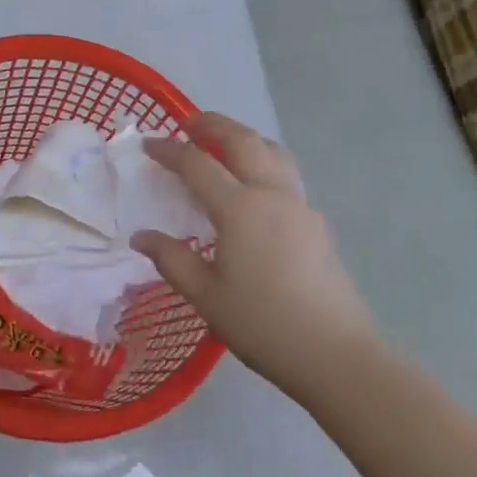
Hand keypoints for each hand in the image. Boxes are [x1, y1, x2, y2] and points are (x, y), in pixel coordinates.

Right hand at [130, 113, 378, 406]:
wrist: (335, 353)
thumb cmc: (263, 324)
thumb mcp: (206, 296)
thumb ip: (171, 259)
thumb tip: (141, 236)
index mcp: (240, 208)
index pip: (197, 164)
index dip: (169, 150)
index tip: (147, 144)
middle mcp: (272, 194)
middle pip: (242, 140)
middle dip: (212, 124)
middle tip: (188, 123)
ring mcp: (300, 205)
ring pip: (272, 151)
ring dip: (244, 137)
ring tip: (223, 144)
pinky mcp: (316, 223)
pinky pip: (286, 174)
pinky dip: (263, 162)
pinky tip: (253, 188)